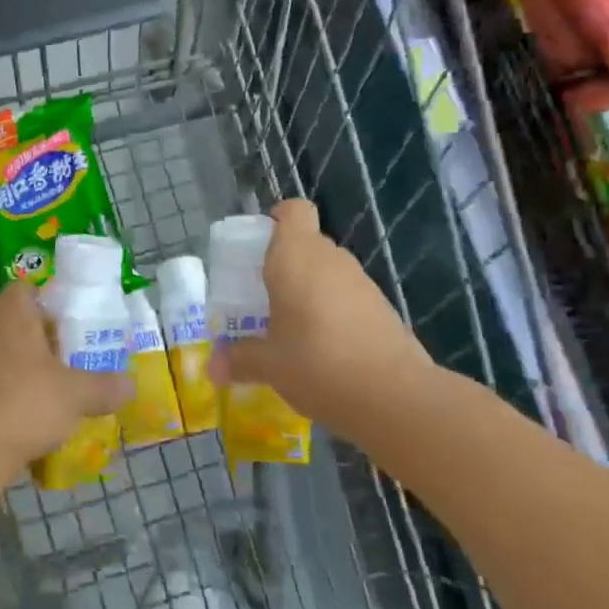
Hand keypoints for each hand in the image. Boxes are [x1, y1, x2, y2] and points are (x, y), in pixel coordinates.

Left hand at [0, 283, 134, 487]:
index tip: (72, 332)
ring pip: (1, 355)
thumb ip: (104, 386)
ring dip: (22, 371)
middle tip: (69, 365)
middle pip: (16, 324)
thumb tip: (131, 386)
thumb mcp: (75, 395)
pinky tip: (22, 421)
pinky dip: (4, 395)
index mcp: (10, 311)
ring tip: (50, 396)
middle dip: (41, 343)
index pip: (29, 291)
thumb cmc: (23, 403)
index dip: (52, 307)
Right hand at [211, 199, 437, 436]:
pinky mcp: (383, 309)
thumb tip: (213, 369)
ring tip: (292, 327)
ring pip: (329, 271)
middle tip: (263, 297)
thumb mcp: (268, 365)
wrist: (395, 398)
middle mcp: (331, 259)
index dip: (277, 220)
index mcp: (296, 256)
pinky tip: (324, 348)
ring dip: (311, 290)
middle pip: (308, 243)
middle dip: (286, 264)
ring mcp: (363, 283)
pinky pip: (349, 297)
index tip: (259, 248)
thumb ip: (239, 360)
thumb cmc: (317, 363)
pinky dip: (334, 312)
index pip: (293, 211)